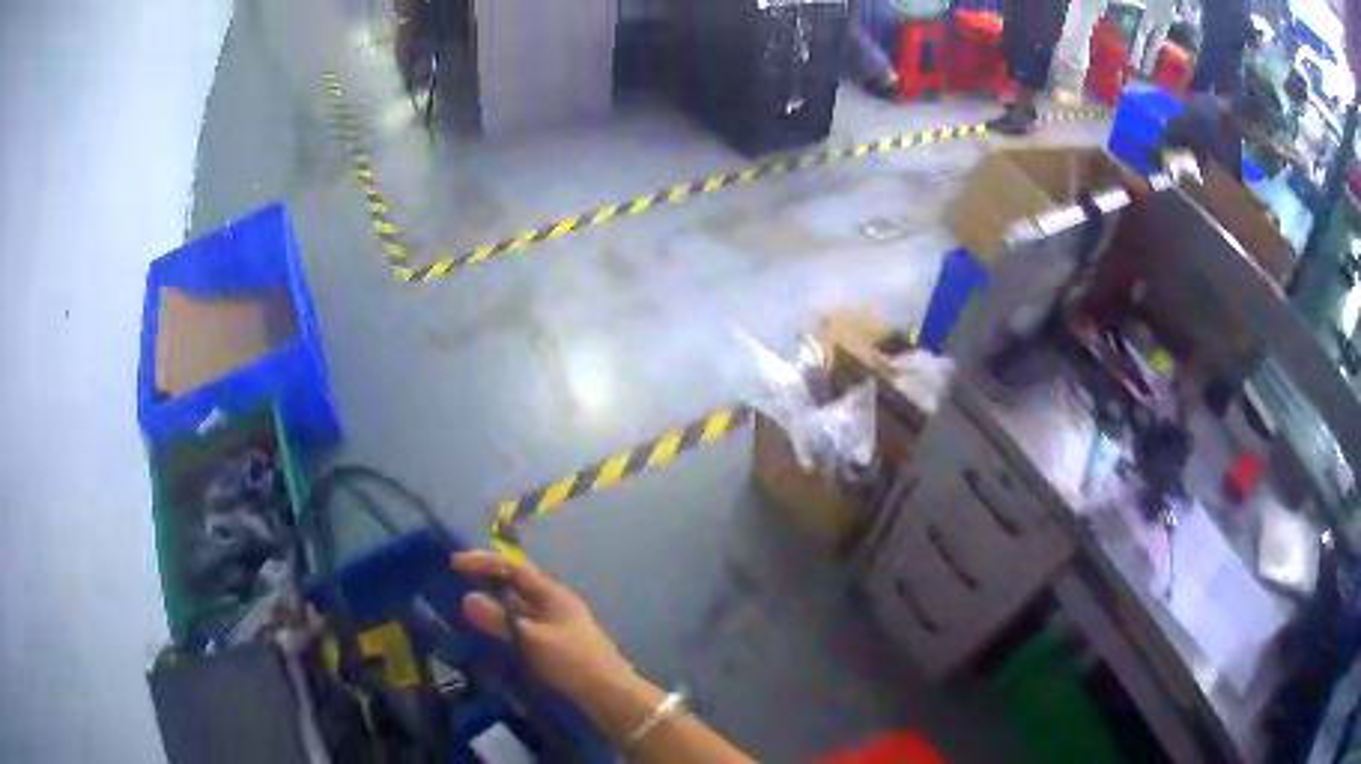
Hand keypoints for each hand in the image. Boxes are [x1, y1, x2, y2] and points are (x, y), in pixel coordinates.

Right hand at [450, 551, 636, 700]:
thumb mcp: (533, 640)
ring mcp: (556, 623)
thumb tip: (467, 598)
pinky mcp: (555, 643)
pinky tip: (490, 630)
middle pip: (517, 582)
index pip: (514, 567)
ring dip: (495, 600)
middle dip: (489, 577)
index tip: (455, 562)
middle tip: (457, 578)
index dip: (484, 561)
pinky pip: (523, 623)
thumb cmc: (573, 660)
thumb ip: (500, 620)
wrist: (609, 694)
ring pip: (519, 603)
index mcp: (552, 593)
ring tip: (467, 601)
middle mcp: (554, 602)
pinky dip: (504, 621)